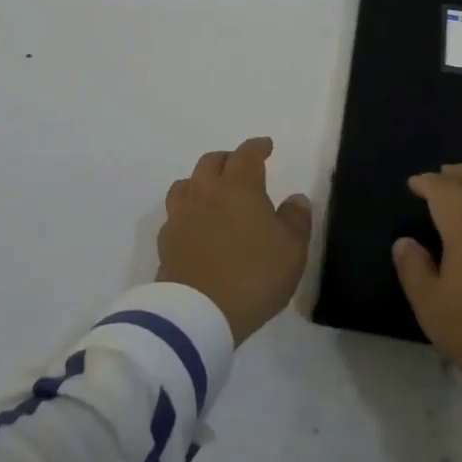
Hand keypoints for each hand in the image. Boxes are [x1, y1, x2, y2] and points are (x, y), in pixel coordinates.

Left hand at [157, 137, 312, 343]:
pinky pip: (175, 214)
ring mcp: (181, 216)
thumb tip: (295, 199)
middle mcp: (206, 192)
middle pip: (212, 162)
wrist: (198, 315)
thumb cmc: (253, 276)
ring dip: (201, 181)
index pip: (247, 154)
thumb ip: (296, 219)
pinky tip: (194, 225)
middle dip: (228, 159)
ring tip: (212, 192)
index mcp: (239, 186)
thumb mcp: (292, 250)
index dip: (257, 147)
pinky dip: (186, 211)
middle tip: (240, 168)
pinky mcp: (166, 242)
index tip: (266, 146)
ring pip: (186, 184)